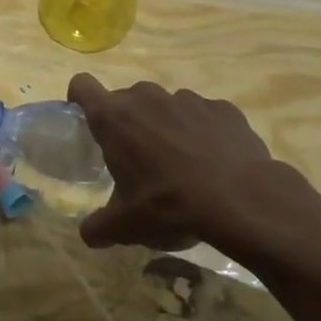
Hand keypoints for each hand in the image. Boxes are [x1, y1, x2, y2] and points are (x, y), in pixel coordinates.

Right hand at [67, 74, 320, 262]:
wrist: (240, 199)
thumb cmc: (168, 205)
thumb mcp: (125, 226)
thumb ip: (99, 227)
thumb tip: (88, 234)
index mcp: (114, 118)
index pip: (83, 86)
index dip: (79, 98)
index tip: (85, 118)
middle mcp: (146, 98)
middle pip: (126, 98)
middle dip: (128, 122)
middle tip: (137, 157)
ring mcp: (187, 99)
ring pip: (165, 105)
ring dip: (165, 125)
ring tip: (180, 162)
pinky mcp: (222, 108)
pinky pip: (203, 115)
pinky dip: (202, 131)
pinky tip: (213, 161)